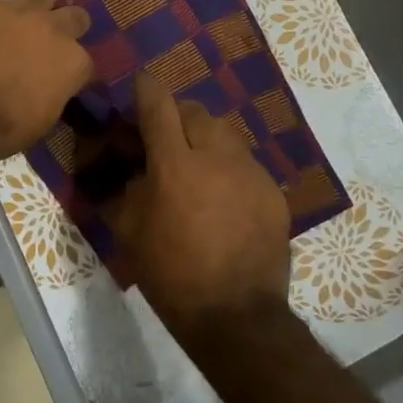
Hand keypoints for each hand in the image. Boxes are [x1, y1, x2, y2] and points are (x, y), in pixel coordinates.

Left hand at [0, 0, 93, 162]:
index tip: (64, 75)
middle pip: (73, 17)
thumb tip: (48, 90)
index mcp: (71, 64)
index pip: (84, 62)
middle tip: (54, 30)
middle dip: (67, 23)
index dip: (73, 69)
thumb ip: (51, 96)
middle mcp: (53, 30)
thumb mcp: (38, 124)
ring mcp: (17, 9)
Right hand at [116, 73, 291, 323]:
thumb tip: (137, 167)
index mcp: (174, 164)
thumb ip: (130, 187)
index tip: (141, 86)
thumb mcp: (130, 231)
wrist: (236, 315)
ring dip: (204, 138)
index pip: (158, 104)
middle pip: (195, 111)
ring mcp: (250, 172)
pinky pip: (245, 163)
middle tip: (165, 136)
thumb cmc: (171, 274)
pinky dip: (228, 167)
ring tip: (196, 164)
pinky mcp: (273, 192)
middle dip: (176, 115)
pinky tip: (222, 196)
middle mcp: (215, 157)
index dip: (146, 89)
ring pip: (224, 133)